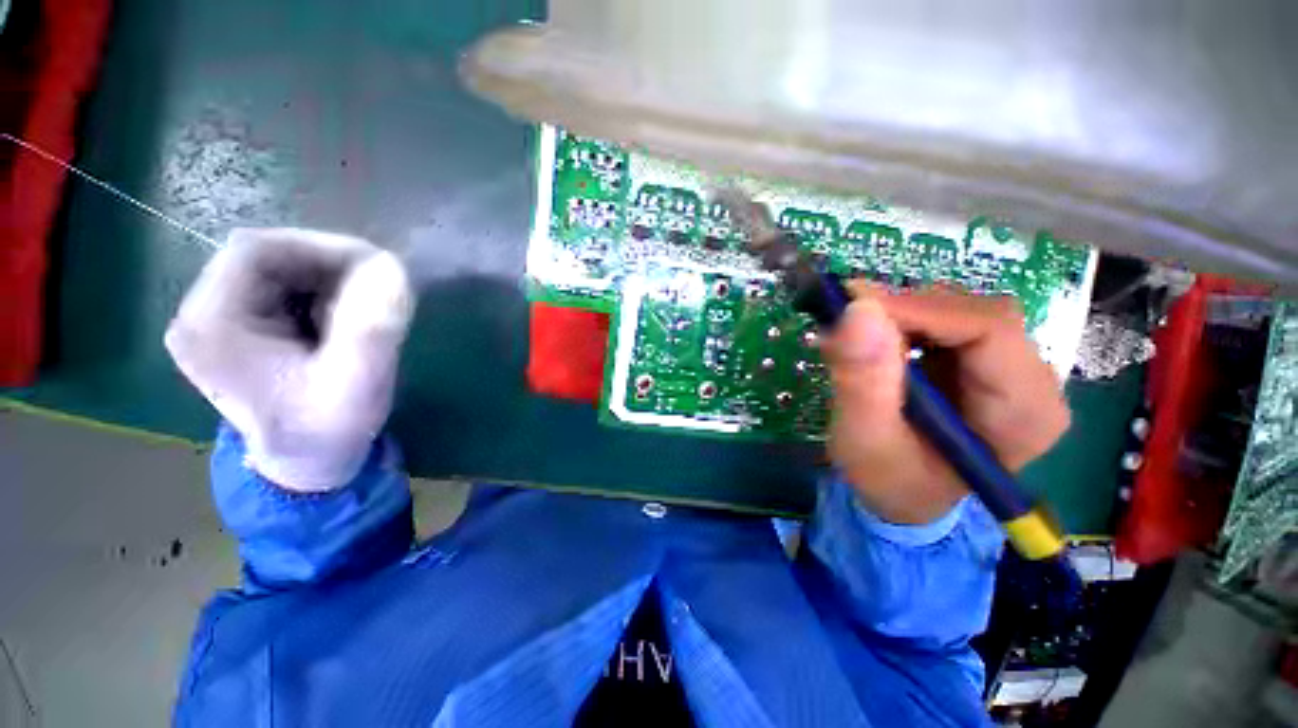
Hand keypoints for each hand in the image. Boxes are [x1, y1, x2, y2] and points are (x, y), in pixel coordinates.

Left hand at [165, 228, 413, 491]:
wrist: (308, 465)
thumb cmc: (327, 431)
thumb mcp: (357, 385)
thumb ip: (372, 329)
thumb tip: (392, 267)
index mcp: (212, 325)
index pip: (256, 250)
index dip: (320, 247)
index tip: (376, 269)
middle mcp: (204, 314)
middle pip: (267, 256)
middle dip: (330, 267)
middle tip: (377, 295)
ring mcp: (220, 320)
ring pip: (280, 269)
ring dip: (331, 281)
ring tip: (360, 317)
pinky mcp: (242, 327)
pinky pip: (286, 288)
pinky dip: (325, 294)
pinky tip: (343, 323)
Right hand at [820, 287, 1070, 524]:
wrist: (901, 496)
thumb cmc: (888, 480)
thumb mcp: (865, 440)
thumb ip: (863, 382)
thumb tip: (859, 310)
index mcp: (1026, 412)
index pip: (988, 330)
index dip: (919, 310)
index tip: (854, 306)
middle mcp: (1032, 382)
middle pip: (975, 313)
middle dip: (904, 312)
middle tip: (845, 320)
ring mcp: (1008, 369)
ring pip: (957, 310)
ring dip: (899, 316)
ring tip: (854, 338)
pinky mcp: (980, 362)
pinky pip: (943, 321)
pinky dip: (901, 322)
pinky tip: (872, 342)